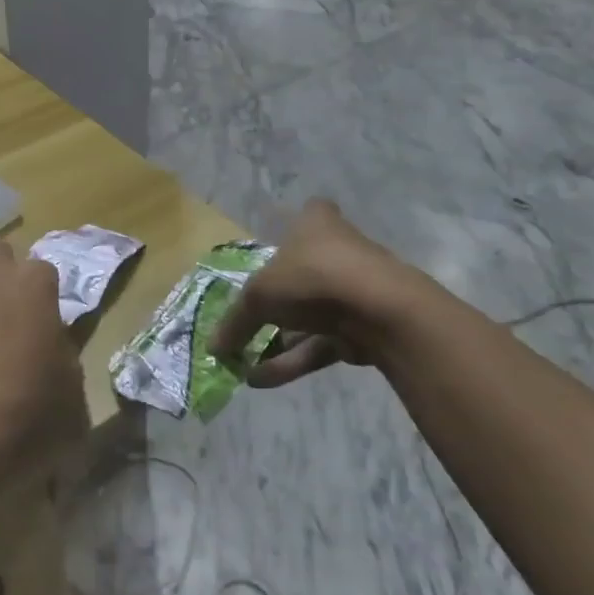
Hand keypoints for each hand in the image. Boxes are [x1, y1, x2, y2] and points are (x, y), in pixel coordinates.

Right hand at [211, 199, 429, 387]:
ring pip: (309, 315)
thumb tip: (213, 347)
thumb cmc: (312, 277)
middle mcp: (338, 250)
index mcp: (316, 224)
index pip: (309, 214)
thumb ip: (235, 322)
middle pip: (303, 272)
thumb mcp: (259, 296)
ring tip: (243, 366)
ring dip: (277, 341)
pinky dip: (293, 359)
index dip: (293, 228)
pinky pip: (321, 342)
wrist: (380, 310)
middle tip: (245, 323)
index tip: (275, 247)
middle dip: (275, 302)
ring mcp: (354, 290)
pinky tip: (261, 380)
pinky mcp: (363, 325)